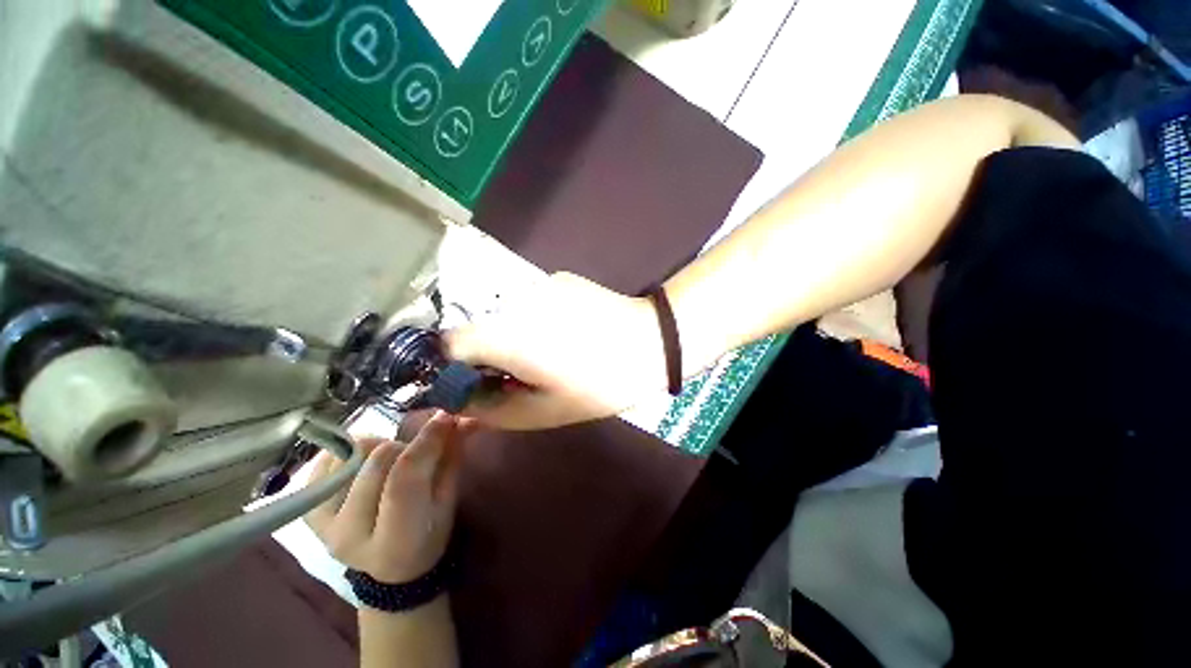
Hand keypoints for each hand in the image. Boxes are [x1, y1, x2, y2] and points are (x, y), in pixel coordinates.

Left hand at [304, 412, 470, 582]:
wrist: (389, 571)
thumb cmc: (428, 535)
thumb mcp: (449, 501)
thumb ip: (451, 458)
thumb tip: (460, 419)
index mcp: (394, 540)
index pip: (404, 479)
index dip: (426, 442)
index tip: (444, 418)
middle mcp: (349, 534)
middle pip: (377, 462)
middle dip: (406, 445)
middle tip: (419, 450)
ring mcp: (322, 523)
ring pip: (352, 455)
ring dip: (380, 448)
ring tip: (391, 462)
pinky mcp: (308, 511)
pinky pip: (327, 460)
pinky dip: (351, 452)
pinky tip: (365, 465)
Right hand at [446, 272, 666, 429]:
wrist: (652, 343)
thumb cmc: (600, 383)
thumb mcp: (543, 412)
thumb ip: (490, 410)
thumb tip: (457, 405)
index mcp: (506, 335)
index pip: (449, 343)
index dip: (454, 367)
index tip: (477, 384)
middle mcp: (513, 301)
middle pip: (477, 327)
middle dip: (487, 355)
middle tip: (518, 375)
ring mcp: (538, 283)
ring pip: (504, 315)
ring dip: (512, 337)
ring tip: (548, 354)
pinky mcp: (559, 278)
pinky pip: (531, 303)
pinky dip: (535, 320)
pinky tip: (565, 331)